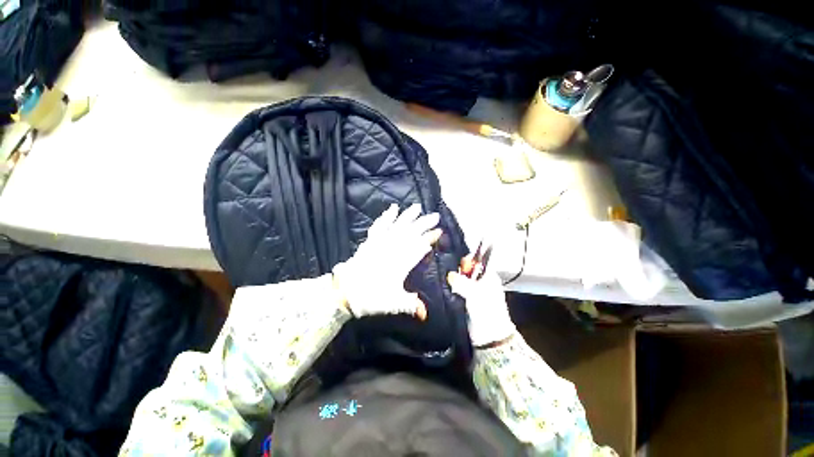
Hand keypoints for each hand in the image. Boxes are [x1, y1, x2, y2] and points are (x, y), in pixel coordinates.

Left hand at [332, 204, 441, 319]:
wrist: (346, 292)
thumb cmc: (371, 298)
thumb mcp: (393, 304)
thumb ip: (410, 305)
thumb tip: (425, 314)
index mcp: (401, 263)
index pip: (420, 247)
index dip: (430, 239)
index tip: (439, 232)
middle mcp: (392, 249)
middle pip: (411, 233)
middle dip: (424, 224)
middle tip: (435, 216)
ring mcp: (380, 243)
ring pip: (397, 226)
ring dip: (408, 216)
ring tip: (417, 207)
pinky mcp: (371, 241)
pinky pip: (380, 225)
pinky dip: (386, 216)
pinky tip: (393, 208)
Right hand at [447, 267, 515, 347]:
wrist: (488, 337)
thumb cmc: (486, 311)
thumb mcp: (474, 293)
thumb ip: (461, 282)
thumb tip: (450, 275)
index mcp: (489, 277)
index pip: (477, 261)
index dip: (468, 261)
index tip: (460, 265)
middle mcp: (481, 282)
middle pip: (467, 270)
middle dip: (458, 271)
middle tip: (451, 275)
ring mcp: (473, 292)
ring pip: (461, 280)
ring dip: (454, 281)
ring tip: (446, 282)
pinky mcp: (466, 300)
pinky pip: (457, 290)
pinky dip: (451, 289)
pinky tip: (445, 289)